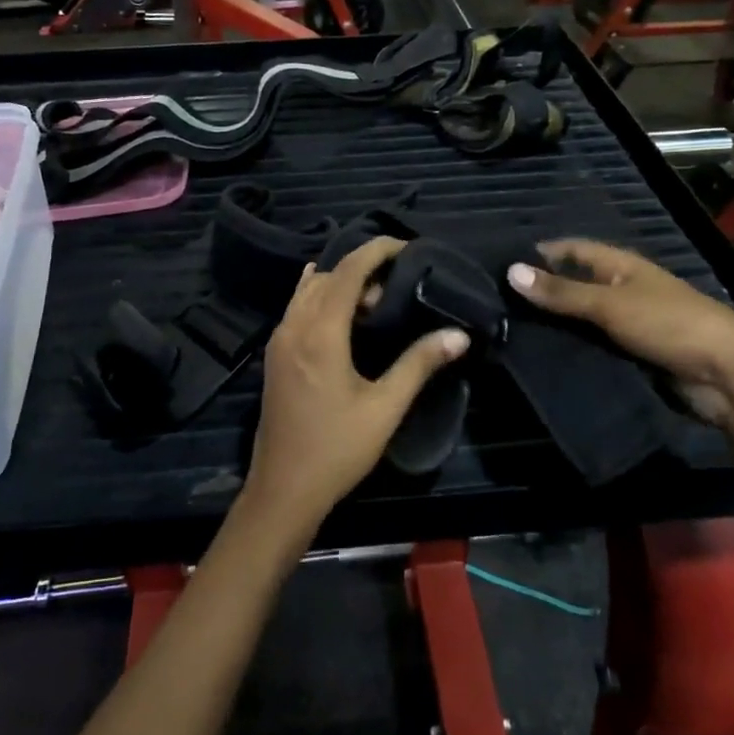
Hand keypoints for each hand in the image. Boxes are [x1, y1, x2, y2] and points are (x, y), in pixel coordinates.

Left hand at [248, 238, 468, 532]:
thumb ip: (419, 365)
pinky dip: (319, 296)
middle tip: (398, 286)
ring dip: (340, 283)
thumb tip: (458, 334)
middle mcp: (293, 325)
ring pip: (308, 290)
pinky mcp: (275, 354)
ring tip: (374, 301)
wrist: (283, 489)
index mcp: (320, 332)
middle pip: (328, 276)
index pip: (348, 271)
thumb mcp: (385, 408)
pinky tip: (338, 308)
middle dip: (363, 269)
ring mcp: (279, 339)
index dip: (376, 251)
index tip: (406, 246)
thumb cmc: (337, 449)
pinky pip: (296, 306)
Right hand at [507, 240, 733, 424]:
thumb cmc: (669, 324)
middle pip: (573, 285)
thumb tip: (510, 271)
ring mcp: (628, 323)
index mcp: (621, 265)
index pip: (572, 249)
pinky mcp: (632, 354)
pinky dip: (571, 349)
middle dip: (541, 293)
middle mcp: (622, 289)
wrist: (728, 376)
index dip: (539, 253)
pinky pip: (593, 347)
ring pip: (581, 319)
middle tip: (495, 304)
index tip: (499, 265)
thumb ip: (561, 292)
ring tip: (507, 331)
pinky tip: (541, 357)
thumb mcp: (610, 305)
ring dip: (554, 324)